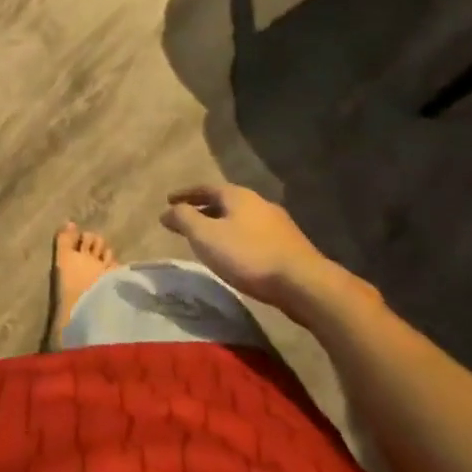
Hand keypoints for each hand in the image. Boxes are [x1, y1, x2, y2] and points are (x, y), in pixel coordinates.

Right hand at [161, 184, 356, 317]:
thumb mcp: (206, 236)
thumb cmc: (249, 256)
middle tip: (187, 220)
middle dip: (204, 209)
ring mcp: (278, 224)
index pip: (204, 188)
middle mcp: (258, 202)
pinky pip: (255, 235)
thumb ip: (184, 219)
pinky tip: (237, 254)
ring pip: (241, 219)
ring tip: (210, 238)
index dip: (185, 194)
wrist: (304, 284)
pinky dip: (238, 238)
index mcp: (237, 195)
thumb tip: (167, 210)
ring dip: (222, 225)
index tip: (168, 200)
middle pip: (224, 202)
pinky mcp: (290, 246)